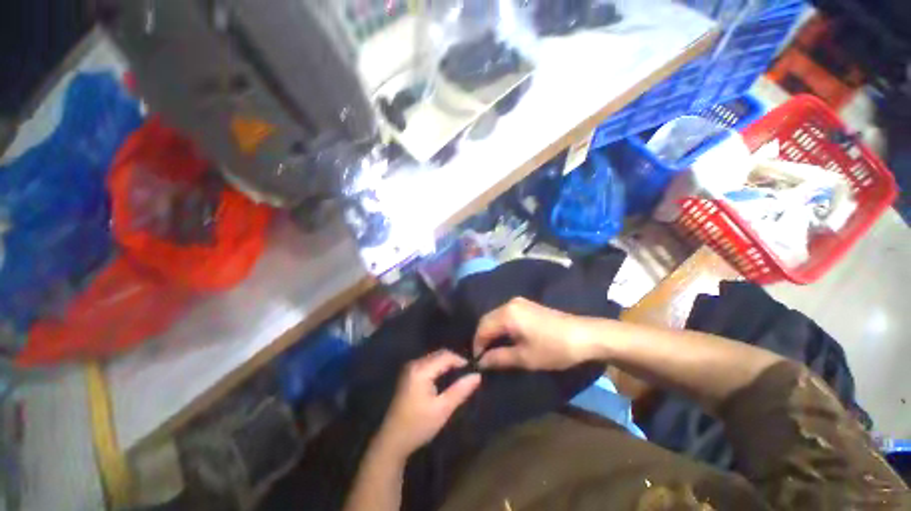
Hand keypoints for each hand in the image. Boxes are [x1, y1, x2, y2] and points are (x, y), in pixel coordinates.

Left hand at [376, 350, 481, 457]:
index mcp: (421, 370)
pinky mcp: (409, 374)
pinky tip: (445, 378)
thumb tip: (477, 376)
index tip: (473, 371)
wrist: (392, 440)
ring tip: (459, 376)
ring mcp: (409, 368)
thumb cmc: (418, 426)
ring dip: (447, 363)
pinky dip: (439, 367)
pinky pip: (428, 363)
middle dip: (454, 361)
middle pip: (439, 354)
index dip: (461, 360)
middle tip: (467, 373)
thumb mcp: (443, 409)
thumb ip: (460, 390)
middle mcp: (414, 364)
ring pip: (434, 358)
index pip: (446, 356)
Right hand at [473, 298, 599, 370]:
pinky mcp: (527, 305)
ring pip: (496, 317)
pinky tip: (505, 339)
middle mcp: (509, 303)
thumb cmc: (553, 348)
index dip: (477, 345)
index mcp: (507, 314)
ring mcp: (519, 302)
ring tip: (493, 350)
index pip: (482, 328)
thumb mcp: (525, 357)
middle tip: (484, 357)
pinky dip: (501, 327)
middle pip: (487, 320)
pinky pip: (506, 315)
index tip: (477, 362)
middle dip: (483, 338)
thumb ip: (499, 358)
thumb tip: (481, 362)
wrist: (584, 335)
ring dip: (492, 332)